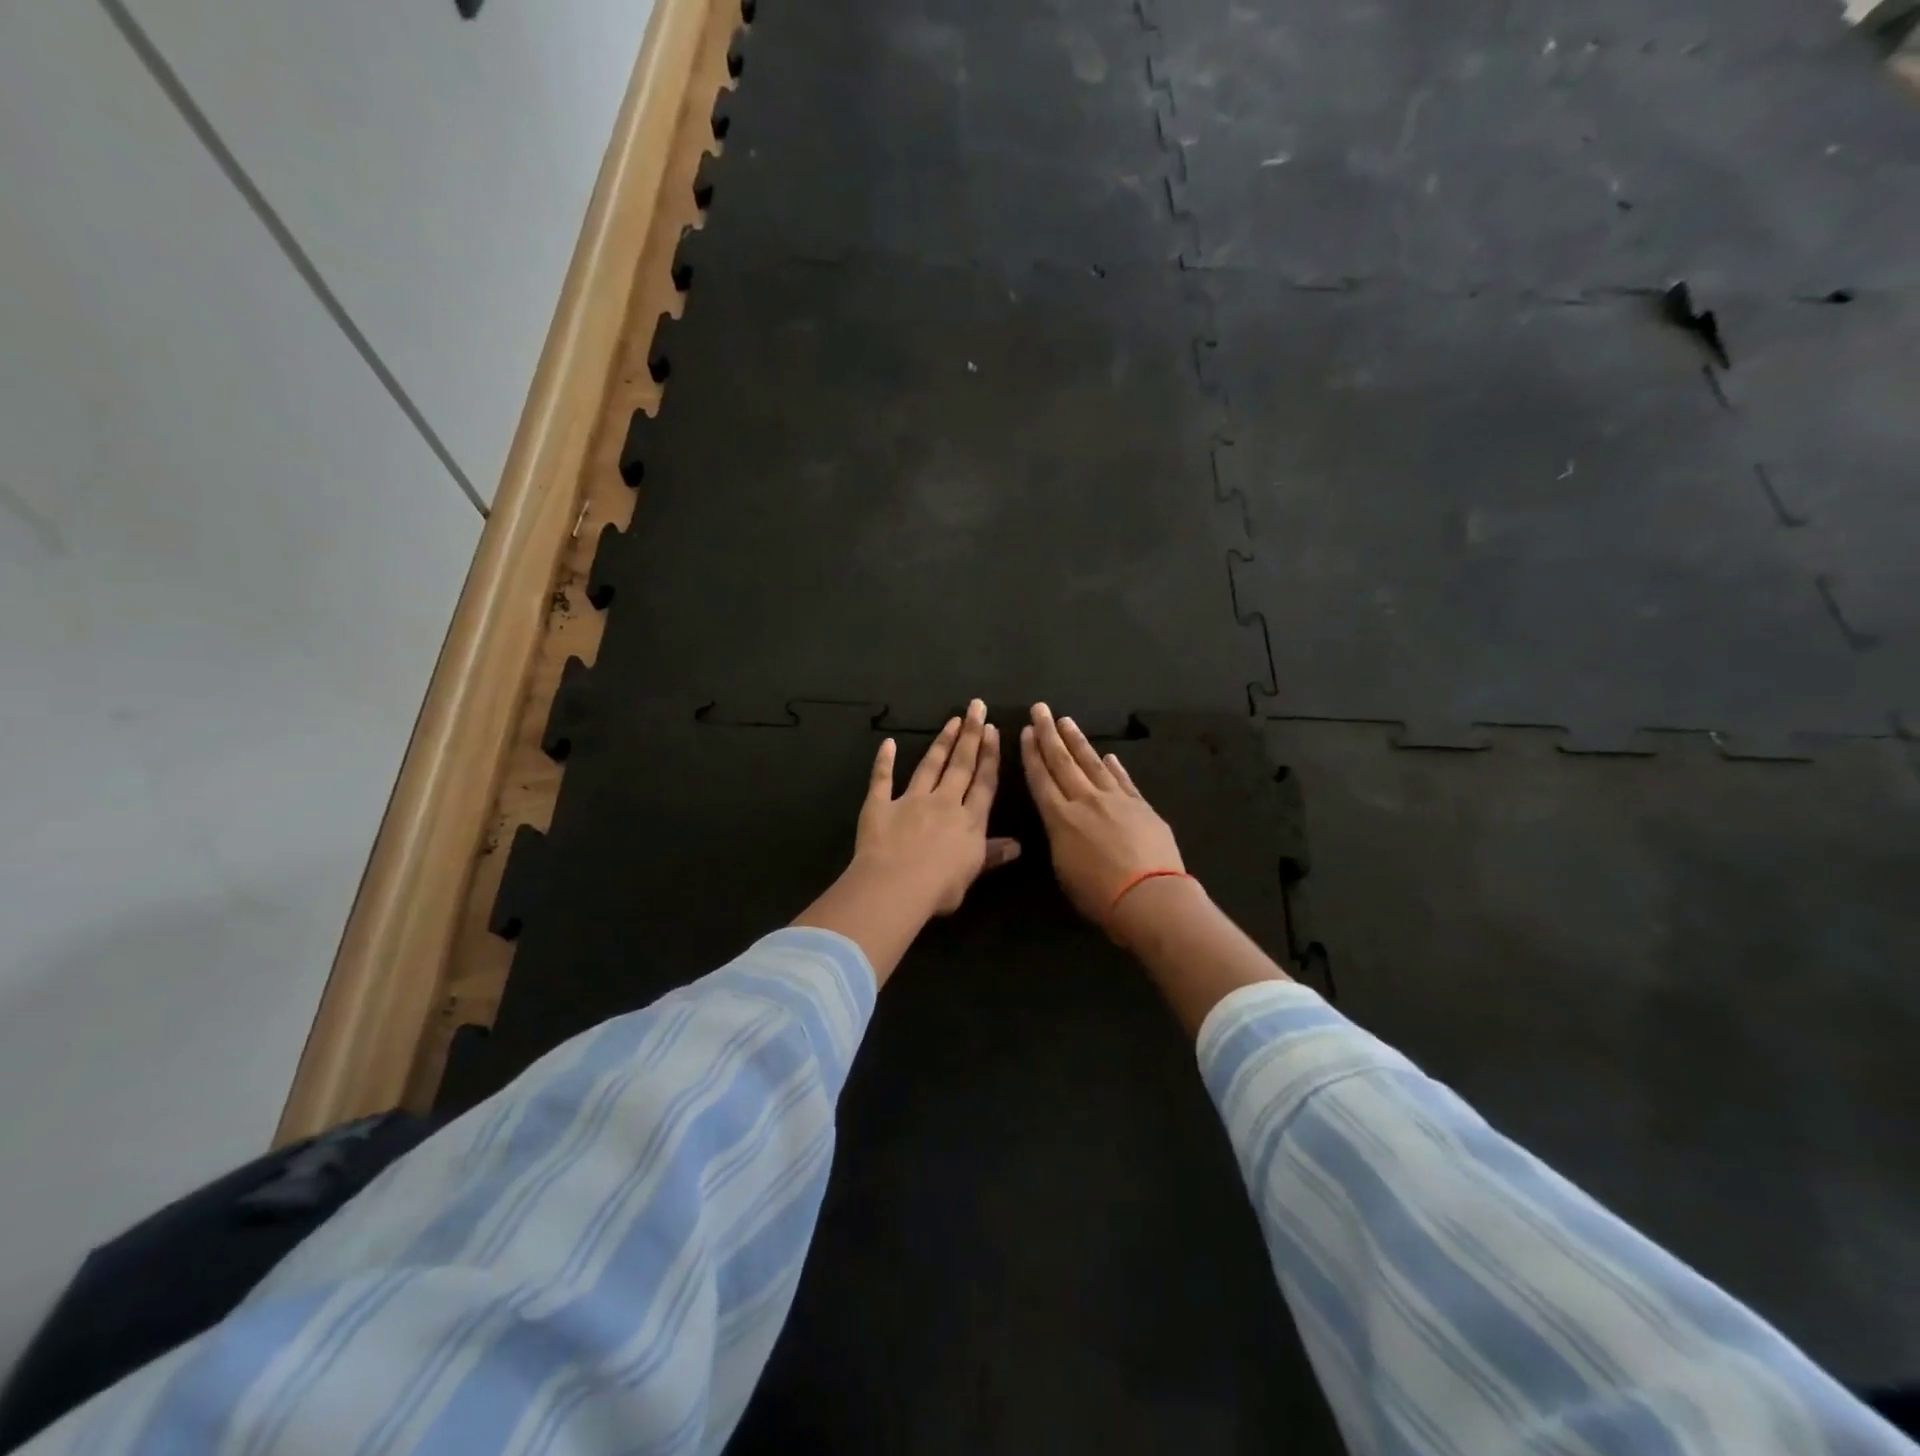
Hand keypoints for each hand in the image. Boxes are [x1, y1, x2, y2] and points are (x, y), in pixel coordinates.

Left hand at [855, 699, 1019, 915]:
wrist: (896, 886)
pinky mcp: (880, 805)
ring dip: (941, 742)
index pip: (984, 782)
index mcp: (969, 820)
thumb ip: (991, 855)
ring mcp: (911, 800)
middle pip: (961, 764)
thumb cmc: (940, 888)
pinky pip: (882, 779)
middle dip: (970, 734)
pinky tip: (887, 743)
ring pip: (929, 765)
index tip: (993, 730)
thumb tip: (1017, 845)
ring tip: (952, 720)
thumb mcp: (972, 873)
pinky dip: (884, 761)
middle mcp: (944, 802)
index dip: (990, 755)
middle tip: (976, 706)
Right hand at [1019, 703, 1184, 930]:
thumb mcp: (1064, 869)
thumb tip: (1063, 823)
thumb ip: (1060, 839)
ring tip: (1067, 721)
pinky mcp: (1141, 806)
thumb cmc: (1099, 895)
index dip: (1032, 754)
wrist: (1149, 897)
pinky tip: (1109, 755)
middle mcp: (1086, 800)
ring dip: (1078, 741)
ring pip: (1092, 763)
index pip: (1041, 778)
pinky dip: (1115, 767)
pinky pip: (1124, 780)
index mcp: (1060, 818)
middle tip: (1041, 709)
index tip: (1027, 731)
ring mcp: (1116, 800)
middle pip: (1063, 761)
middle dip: (1049, 734)